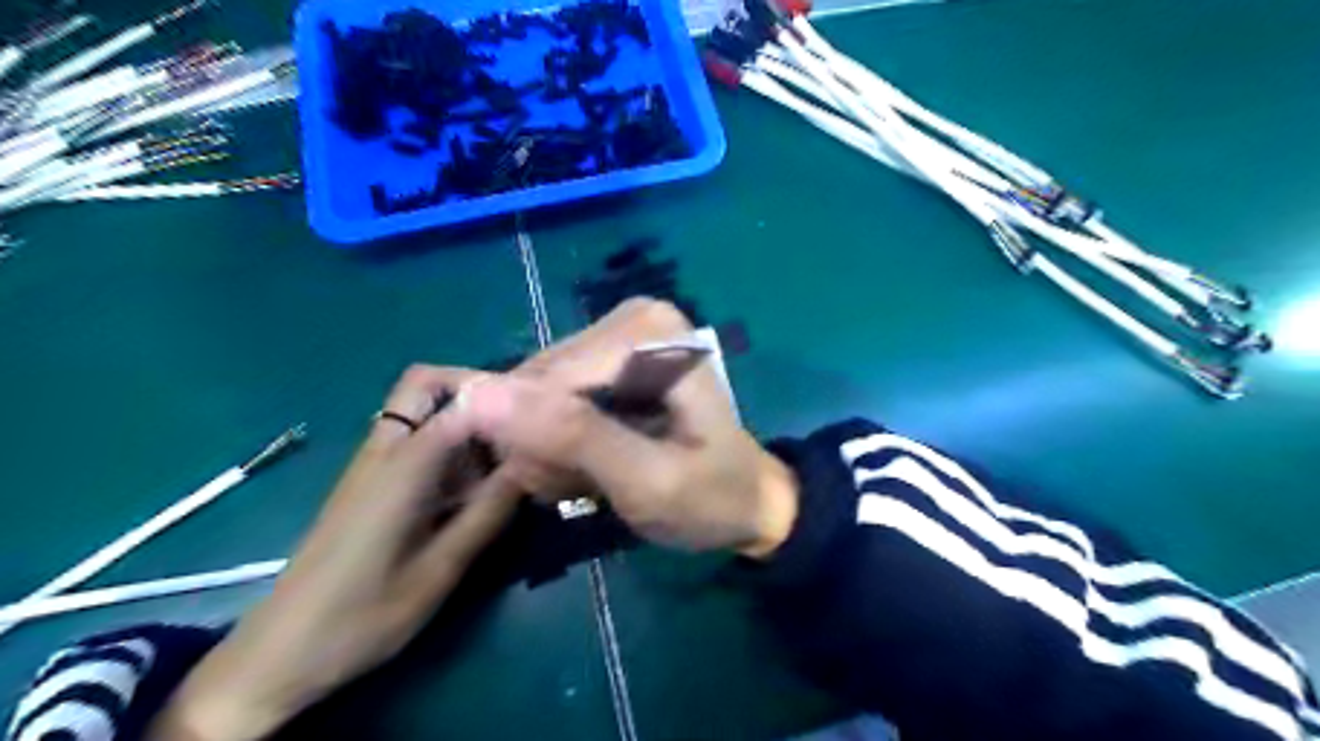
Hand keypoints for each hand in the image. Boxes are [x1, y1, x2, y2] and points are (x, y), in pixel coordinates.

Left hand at [154, 364, 520, 739]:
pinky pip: (415, 442)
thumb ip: (488, 513)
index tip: (539, 418)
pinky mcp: (371, 485)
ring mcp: (373, 465)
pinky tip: (474, 489)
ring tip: (506, 461)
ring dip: (465, 423)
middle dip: (473, 391)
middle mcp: (384, 450)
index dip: (503, 399)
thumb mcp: (439, 570)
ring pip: (421, 412)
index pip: (460, 402)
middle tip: (515, 426)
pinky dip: (450, 449)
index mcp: (402, 465)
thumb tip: (531, 466)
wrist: (280, 653)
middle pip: (425, 385)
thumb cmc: (362, 616)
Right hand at [460, 299, 797, 558]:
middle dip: (548, 445)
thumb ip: (570, 437)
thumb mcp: (647, 481)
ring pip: (533, 393)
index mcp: (648, 334)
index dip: (540, 443)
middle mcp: (629, 318)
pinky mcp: (603, 358)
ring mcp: (615, 335)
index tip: (570, 486)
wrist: (747, 503)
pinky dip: (558, 440)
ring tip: (591, 476)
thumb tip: (474, 394)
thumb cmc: (712, 498)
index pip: (546, 383)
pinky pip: (546, 398)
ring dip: (550, 447)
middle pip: (536, 383)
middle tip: (587, 483)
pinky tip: (589, 462)